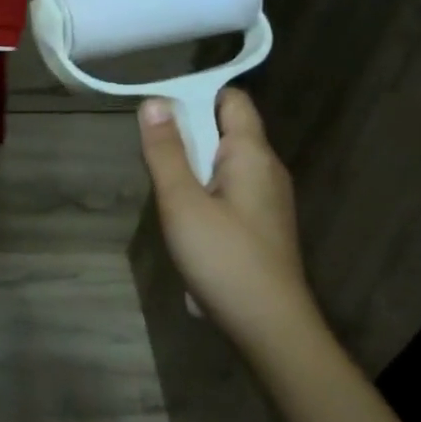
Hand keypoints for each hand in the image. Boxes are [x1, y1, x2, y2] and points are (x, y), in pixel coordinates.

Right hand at [139, 88, 322, 352]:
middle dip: (187, 134)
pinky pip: (228, 191)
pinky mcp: (260, 225)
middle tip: (152, 157)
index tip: (158, 110)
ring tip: (163, 189)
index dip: (196, 96)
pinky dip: (203, 192)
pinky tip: (184, 219)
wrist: (268, 325)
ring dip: (192, 166)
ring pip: (224, 164)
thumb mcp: (182, 202)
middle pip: (226, 130)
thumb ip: (166, 152)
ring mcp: (266, 200)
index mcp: (252, 155)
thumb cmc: (223, 258)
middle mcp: (266, 169)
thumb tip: (154, 102)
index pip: (231, 100)